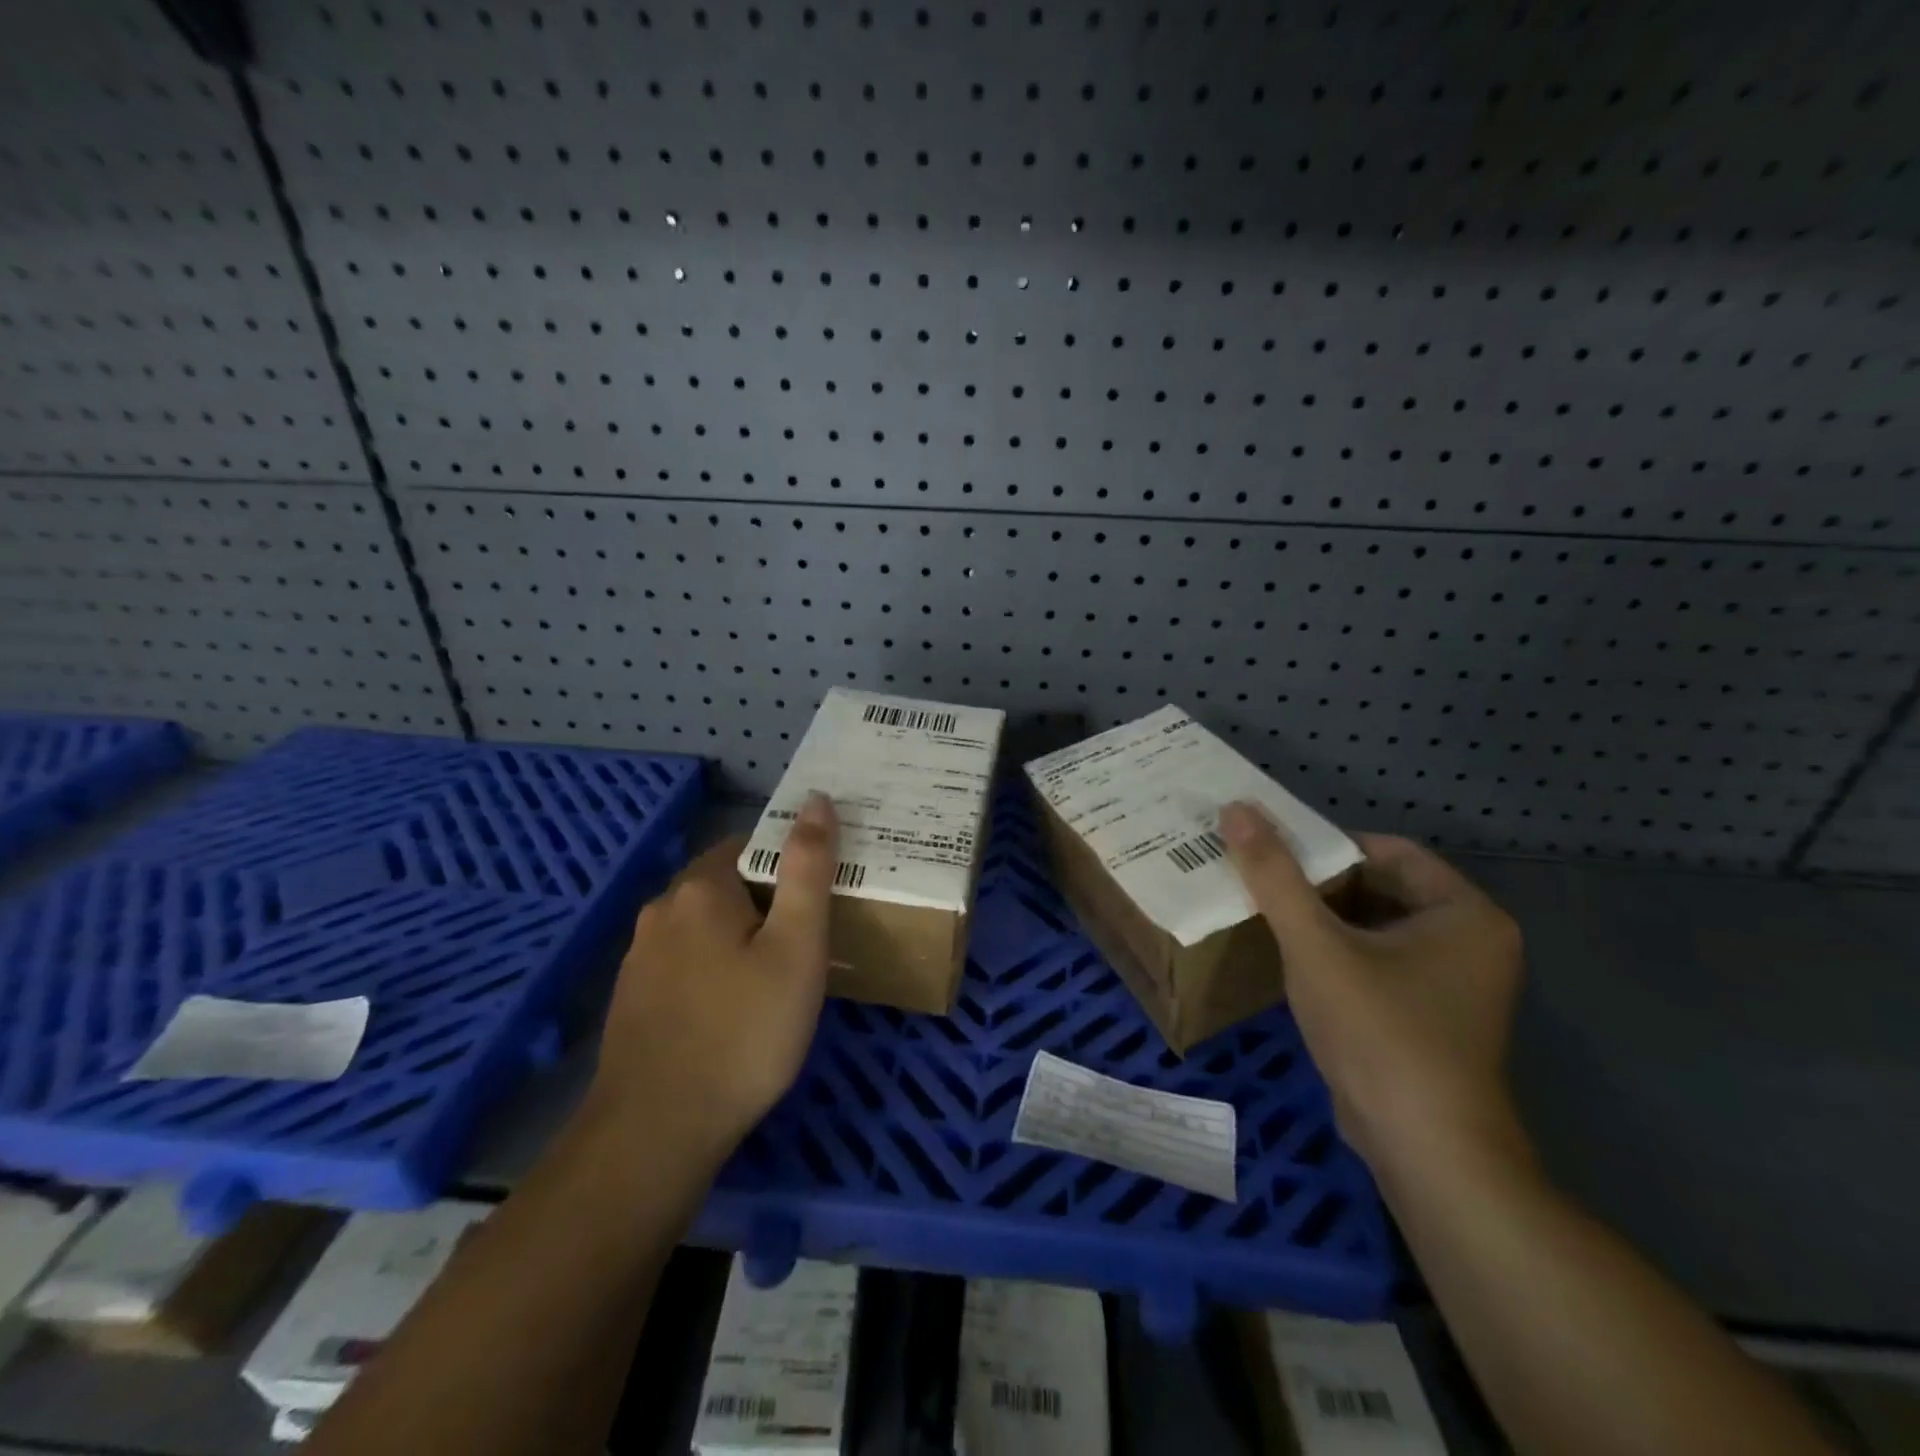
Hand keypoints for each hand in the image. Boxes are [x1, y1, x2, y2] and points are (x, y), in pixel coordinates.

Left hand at [591, 793, 838, 1152]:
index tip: (821, 898)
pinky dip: (713, 970)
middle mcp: (662, 909)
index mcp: (701, 887)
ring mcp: (641, 956)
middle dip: (767, 903)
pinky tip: (733, 1011)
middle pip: (727, 884)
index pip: (752, 845)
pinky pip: (685, 962)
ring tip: (777, 979)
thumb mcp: (796, 946)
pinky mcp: (633, 997)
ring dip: (739, 938)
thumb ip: (807, 869)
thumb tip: (816, 800)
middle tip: (808, 943)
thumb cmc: (743, 1031)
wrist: (655, 1132)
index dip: (791, 865)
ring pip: (704, 926)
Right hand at [1219, 803, 1526, 1175]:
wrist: (1424, 1152)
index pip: (1387, 851)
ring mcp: (1453, 985)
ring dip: (1322, 920)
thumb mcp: (1316, 945)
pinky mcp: (1429, 1017)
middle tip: (1260, 879)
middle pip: (1380, 888)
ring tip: (1264, 912)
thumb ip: (1275, 876)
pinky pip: (1377, 964)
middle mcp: (1470, 942)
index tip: (1272, 852)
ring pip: (1374, 928)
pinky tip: (1291, 960)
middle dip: (1319, 884)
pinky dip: (1336, 955)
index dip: (1327, 845)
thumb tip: (1237, 810)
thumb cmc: (1380, 1032)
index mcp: (1464, 913)